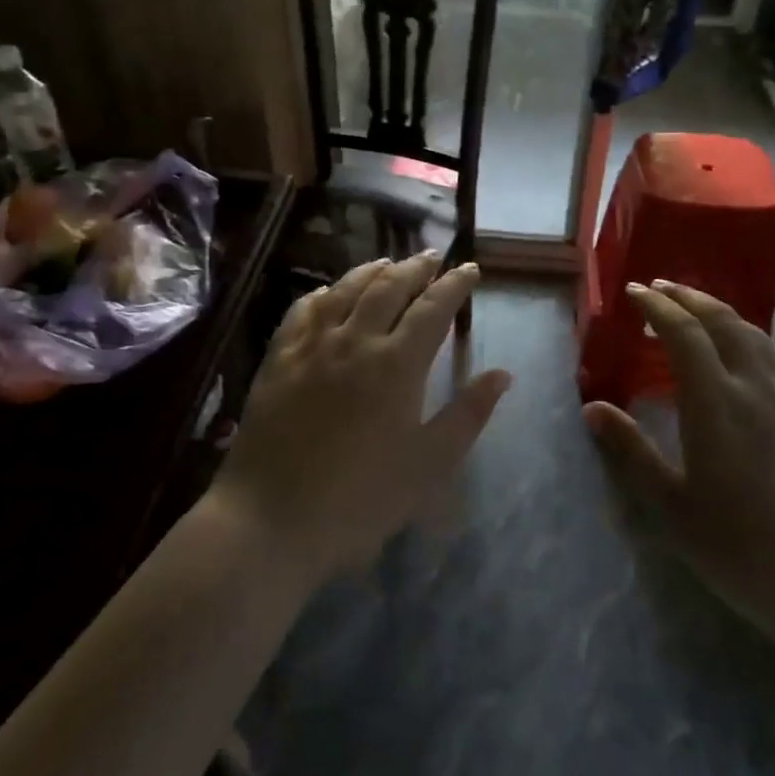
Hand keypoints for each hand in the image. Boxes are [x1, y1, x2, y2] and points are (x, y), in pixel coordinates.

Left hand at [211, 253, 511, 585]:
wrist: (271, 517)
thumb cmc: (360, 499)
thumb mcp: (428, 465)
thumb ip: (467, 415)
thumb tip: (502, 374)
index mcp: (397, 364)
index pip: (433, 308)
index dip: (454, 285)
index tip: (469, 270)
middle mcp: (355, 341)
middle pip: (389, 288)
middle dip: (415, 268)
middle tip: (433, 258)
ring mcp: (311, 346)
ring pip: (345, 291)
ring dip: (371, 271)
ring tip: (388, 263)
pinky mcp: (278, 359)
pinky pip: (303, 311)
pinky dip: (323, 293)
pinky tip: (328, 292)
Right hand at [584, 281, 774, 697]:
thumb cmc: (744, 552)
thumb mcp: (673, 507)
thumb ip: (633, 450)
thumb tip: (592, 406)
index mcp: (717, 404)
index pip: (683, 334)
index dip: (656, 306)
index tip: (633, 291)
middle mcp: (756, 389)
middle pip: (723, 322)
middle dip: (688, 297)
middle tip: (660, 287)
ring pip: (754, 336)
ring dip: (720, 312)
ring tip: (695, 309)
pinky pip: (772, 358)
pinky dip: (745, 337)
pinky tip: (737, 358)